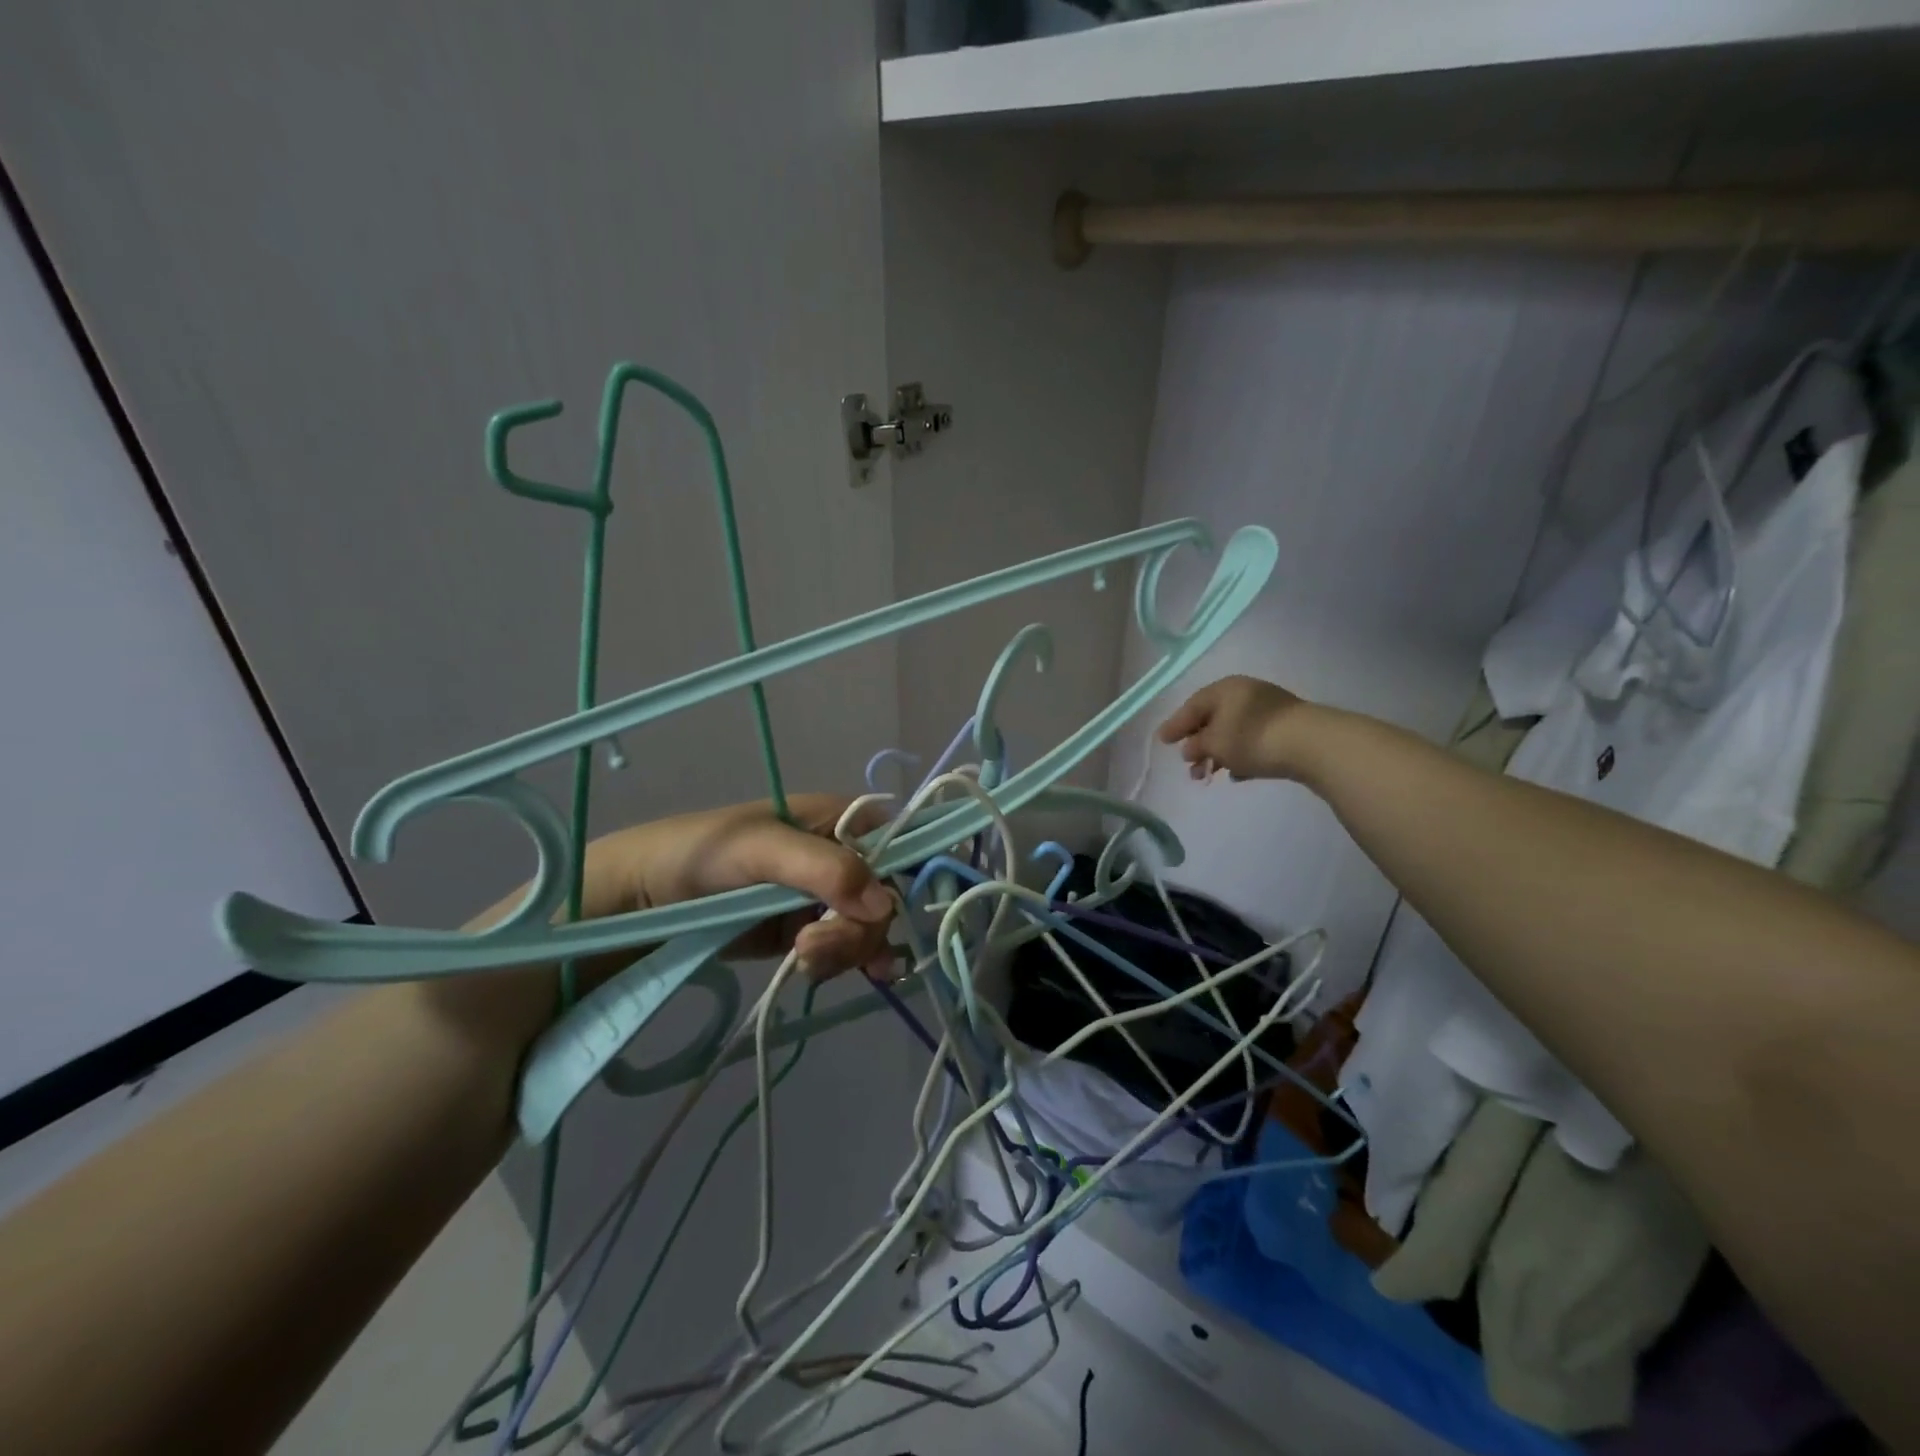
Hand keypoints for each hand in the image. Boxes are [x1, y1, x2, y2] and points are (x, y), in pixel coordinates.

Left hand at [577, 793, 895, 979]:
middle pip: (885, 894)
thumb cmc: (701, 855)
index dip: (905, 875)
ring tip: (805, 961)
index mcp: (838, 818)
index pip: (898, 842)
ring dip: (849, 950)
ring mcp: (823, 894)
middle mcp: (839, 854)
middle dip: (860, 927)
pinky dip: (853, 962)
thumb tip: (885, 904)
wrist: (642, 902)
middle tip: (814, 947)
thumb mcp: (761, 850)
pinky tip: (858, 977)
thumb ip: (824, 869)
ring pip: (868, 926)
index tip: (887, 915)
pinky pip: (846, 946)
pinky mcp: (805, 928)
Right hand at [1157, 675, 1313, 780]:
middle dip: (1197, 744)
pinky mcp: (1285, 729)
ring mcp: (1268, 710)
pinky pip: (1252, 741)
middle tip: (1188, 765)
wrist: (1311, 744)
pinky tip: (1236, 774)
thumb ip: (1196, 745)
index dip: (1175, 725)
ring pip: (1233, 732)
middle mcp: (1245, 693)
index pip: (1192, 706)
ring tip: (1209, 776)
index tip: (1162, 742)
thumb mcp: (1215, 743)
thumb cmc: (1253, 738)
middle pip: (1212, 719)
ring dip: (1217, 754)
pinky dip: (1239, 756)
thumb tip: (1189, 749)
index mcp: (1225, 689)